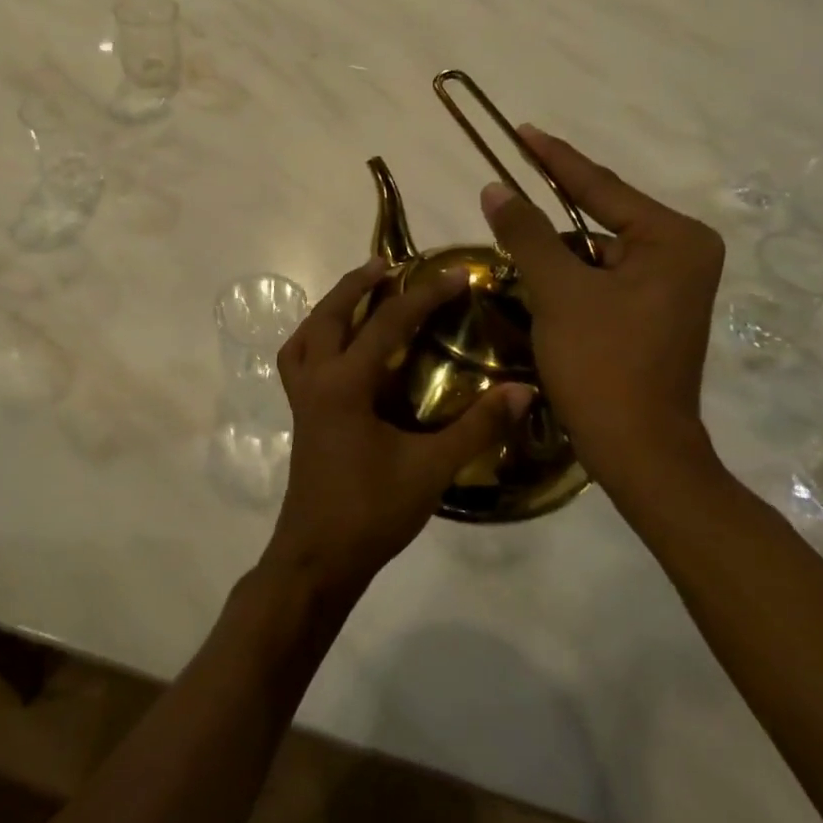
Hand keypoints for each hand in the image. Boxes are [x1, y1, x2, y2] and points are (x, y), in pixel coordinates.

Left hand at [263, 259, 533, 598]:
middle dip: (358, 284)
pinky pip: (298, 359)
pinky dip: (314, 338)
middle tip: (388, 264)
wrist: (318, 559)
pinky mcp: (300, 415)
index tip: (457, 275)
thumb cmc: (372, 512)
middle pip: (330, 315)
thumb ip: (477, 427)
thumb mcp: (431, 469)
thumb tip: (524, 390)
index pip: (388, 323)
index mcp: (345, 385)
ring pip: (306, 334)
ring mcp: (302, 398)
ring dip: (331, 306)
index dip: (424, 296)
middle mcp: (316, 380)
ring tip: (359, 293)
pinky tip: (338, 347)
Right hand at [480, 127, 725, 487]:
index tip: (522, 130)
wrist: (640, 452)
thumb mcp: (559, 292)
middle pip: (600, 218)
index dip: (554, 158)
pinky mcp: (654, 312)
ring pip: (597, 251)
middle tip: (505, 187)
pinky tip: (537, 278)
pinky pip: (603, 277)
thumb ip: (526, 233)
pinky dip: (569, 277)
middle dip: (550, 211)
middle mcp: (683, 253)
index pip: (600, 186)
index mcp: (674, 239)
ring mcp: (672, 286)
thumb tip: (494, 188)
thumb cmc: (603, 365)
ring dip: (555, 250)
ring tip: (510, 236)